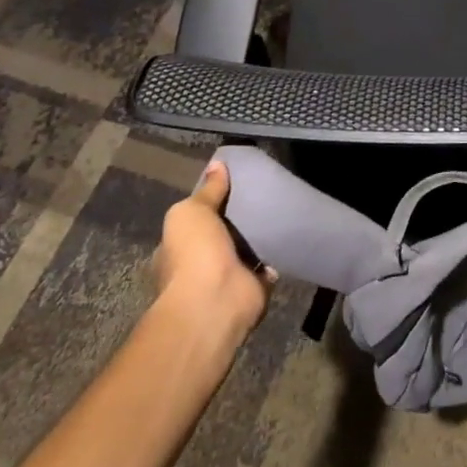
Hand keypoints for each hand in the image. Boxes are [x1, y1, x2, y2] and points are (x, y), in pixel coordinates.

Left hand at [151, 160, 273, 339]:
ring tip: (281, 207)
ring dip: (261, 235)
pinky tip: (289, 232)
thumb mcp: (191, 212)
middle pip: (224, 233)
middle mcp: (200, 264)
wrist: (214, 302)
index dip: (212, 202)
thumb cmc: (194, 254)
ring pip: (247, 249)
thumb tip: (218, 165)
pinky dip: (277, 252)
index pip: (195, 220)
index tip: (234, 183)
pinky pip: (268, 264)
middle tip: (263, 192)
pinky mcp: (254, 287)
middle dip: (240, 219)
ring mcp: (227, 278)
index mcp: (178, 248)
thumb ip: (207, 190)